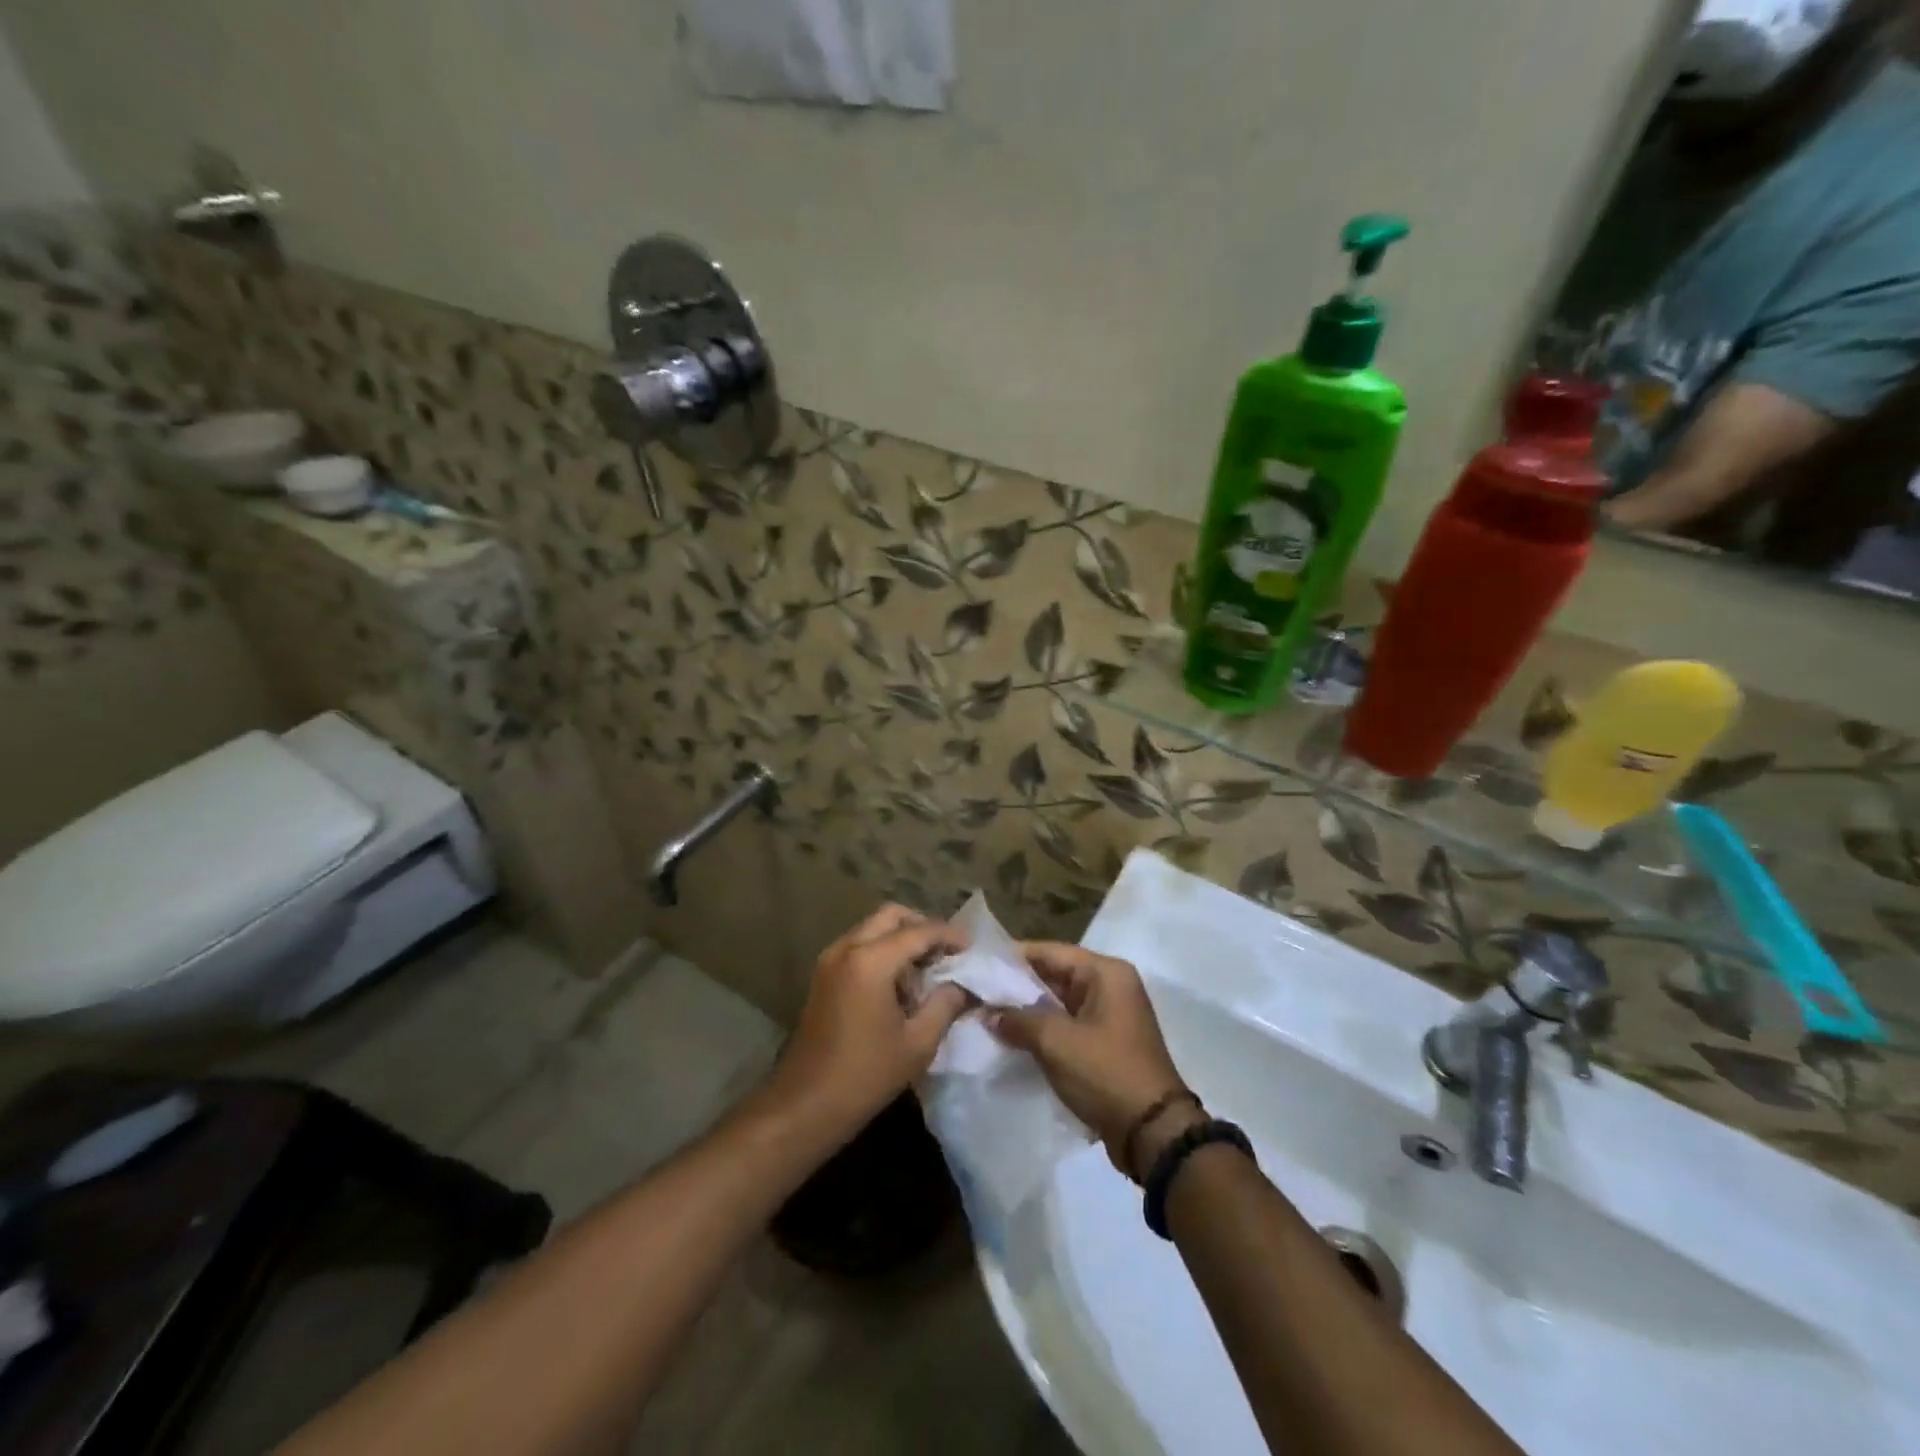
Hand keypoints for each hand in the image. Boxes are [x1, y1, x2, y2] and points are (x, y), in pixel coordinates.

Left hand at [767, 905, 970, 1133]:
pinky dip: (882, 952)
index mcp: (870, 960)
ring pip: (873, 928)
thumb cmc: (865, 1075)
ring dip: (900, 939)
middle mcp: (847, 948)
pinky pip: (858, 946)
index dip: (949, 935)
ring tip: (925, 972)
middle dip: (922, 927)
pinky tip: (899, 985)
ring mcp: (830, 960)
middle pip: (891, 916)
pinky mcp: (822, 976)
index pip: (919, 932)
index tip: (972, 946)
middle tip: (946, 953)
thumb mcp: (918, 1043)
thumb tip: (963, 986)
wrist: (805, 1106)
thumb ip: (945, 1005)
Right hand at [987, 943, 1196, 1181]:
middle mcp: (1110, 986)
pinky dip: (1040, 1031)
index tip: (978, 963)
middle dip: (1016, 985)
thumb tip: (989, 1013)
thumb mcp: (1057, 1042)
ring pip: (1057, 1003)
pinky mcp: (1104, 1044)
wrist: (1152, 1133)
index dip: (1013, 956)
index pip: (1051, 952)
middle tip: (976, 990)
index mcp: (1106, 973)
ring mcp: (1108, 1017)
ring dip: (1026, 1011)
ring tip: (985, 1013)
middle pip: (1054, 975)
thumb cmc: (1106, 1073)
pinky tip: (1009, 1038)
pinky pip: (1065, 1026)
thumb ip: (1018, 1020)